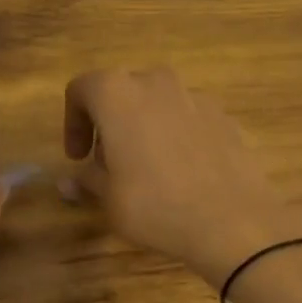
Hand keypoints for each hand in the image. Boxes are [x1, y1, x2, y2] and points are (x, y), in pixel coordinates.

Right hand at [63, 67, 301, 289]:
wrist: (233, 220)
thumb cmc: (156, 205)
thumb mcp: (109, 199)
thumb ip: (87, 180)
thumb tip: (68, 181)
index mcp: (117, 93)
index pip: (81, 89)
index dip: (72, 122)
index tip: (77, 157)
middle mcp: (154, 82)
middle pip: (120, 91)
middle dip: (109, 122)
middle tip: (108, 163)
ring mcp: (193, 95)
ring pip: (156, 101)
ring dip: (143, 125)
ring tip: (147, 168)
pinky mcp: (222, 115)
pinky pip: (186, 117)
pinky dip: (176, 134)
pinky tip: (182, 172)